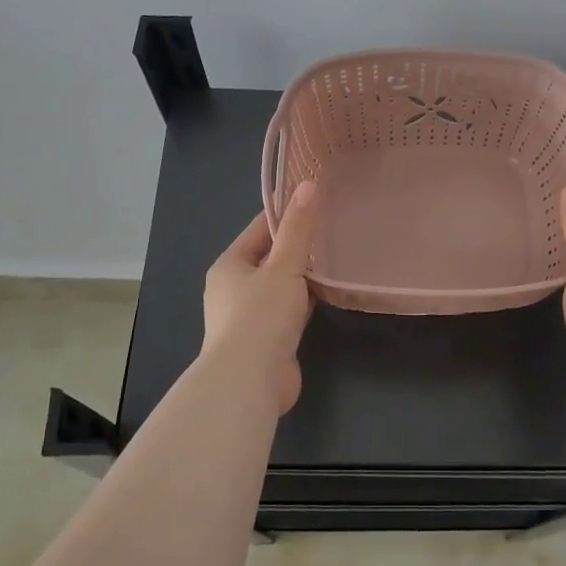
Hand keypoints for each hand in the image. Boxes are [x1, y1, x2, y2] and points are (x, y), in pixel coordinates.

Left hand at [200, 181, 319, 412]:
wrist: (249, 381)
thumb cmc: (260, 316)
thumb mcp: (283, 266)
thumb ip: (298, 228)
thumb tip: (308, 184)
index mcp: (229, 265)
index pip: (259, 229)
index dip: (286, 214)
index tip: (315, 200)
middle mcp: (233, 288)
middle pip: (270, 258)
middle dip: (297, 246)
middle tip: (333, 227)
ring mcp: (249, 317)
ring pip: (280, 286)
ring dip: (303, 276)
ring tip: (336, 257)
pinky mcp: (266, 340)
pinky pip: (288, 310)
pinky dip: (305, 301)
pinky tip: (328, 294)